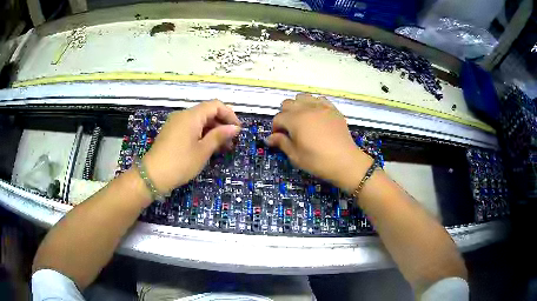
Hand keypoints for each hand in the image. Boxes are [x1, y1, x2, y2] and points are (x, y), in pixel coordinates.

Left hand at [142, 100, 240, 192]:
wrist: (153, 176)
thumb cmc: (180, 163)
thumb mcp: (203, 150)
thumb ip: (219, 136)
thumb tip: (234, 128)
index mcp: (191, 116)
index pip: (215, 105)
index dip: (229, 115)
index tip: (237, 130)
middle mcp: (183, 115)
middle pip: (207, 112)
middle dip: (221, 124)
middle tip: (231, 142)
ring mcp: (175, 123)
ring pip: (199, 121)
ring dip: (212, 131)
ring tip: (222, 147)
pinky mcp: (171, 132)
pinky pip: (190, 127)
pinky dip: (201, 134)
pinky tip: (207, 147)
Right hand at [266, 94, 371, 192]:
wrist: (345, 161)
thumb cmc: (317, 161)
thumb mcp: (295, 156)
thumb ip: (281, 143)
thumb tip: (269, 138)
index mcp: (295, 120)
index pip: (278, 118)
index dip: (276, 128)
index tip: (279, 138)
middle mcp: (306, 108)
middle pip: (288, 103)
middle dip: (284, 115)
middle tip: (289, 129)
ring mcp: (321, 107)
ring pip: (302, 97)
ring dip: (298, 106)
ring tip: (302, 119)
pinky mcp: (332, 109)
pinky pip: (319, 99)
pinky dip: (314, 104)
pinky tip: (316, 116)